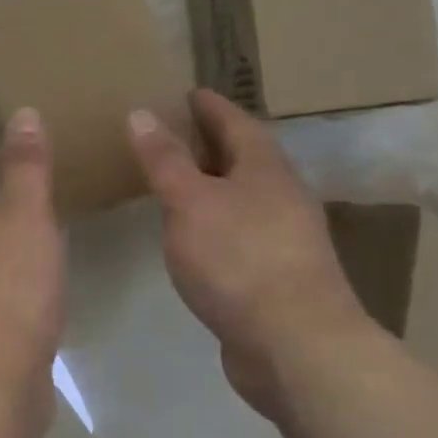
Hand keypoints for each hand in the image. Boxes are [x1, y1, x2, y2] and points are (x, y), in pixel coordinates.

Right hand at [127, 89, 370, 414]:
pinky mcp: (278, 275)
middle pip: (246, 158)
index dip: (211, 106)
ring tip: (180, 180)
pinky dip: (217, 221)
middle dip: (214, 143)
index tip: (189, 92)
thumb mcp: (190, 202)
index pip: (236, 122)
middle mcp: (283, 196)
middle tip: (177, 132)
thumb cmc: (239, 259)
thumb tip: (141, 112)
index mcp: (265, 169)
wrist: (296, 345)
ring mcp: (285, 238)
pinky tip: (196, 235)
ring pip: (245, 196)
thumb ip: (164, 160)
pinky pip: (242, 231)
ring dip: (216, 184)